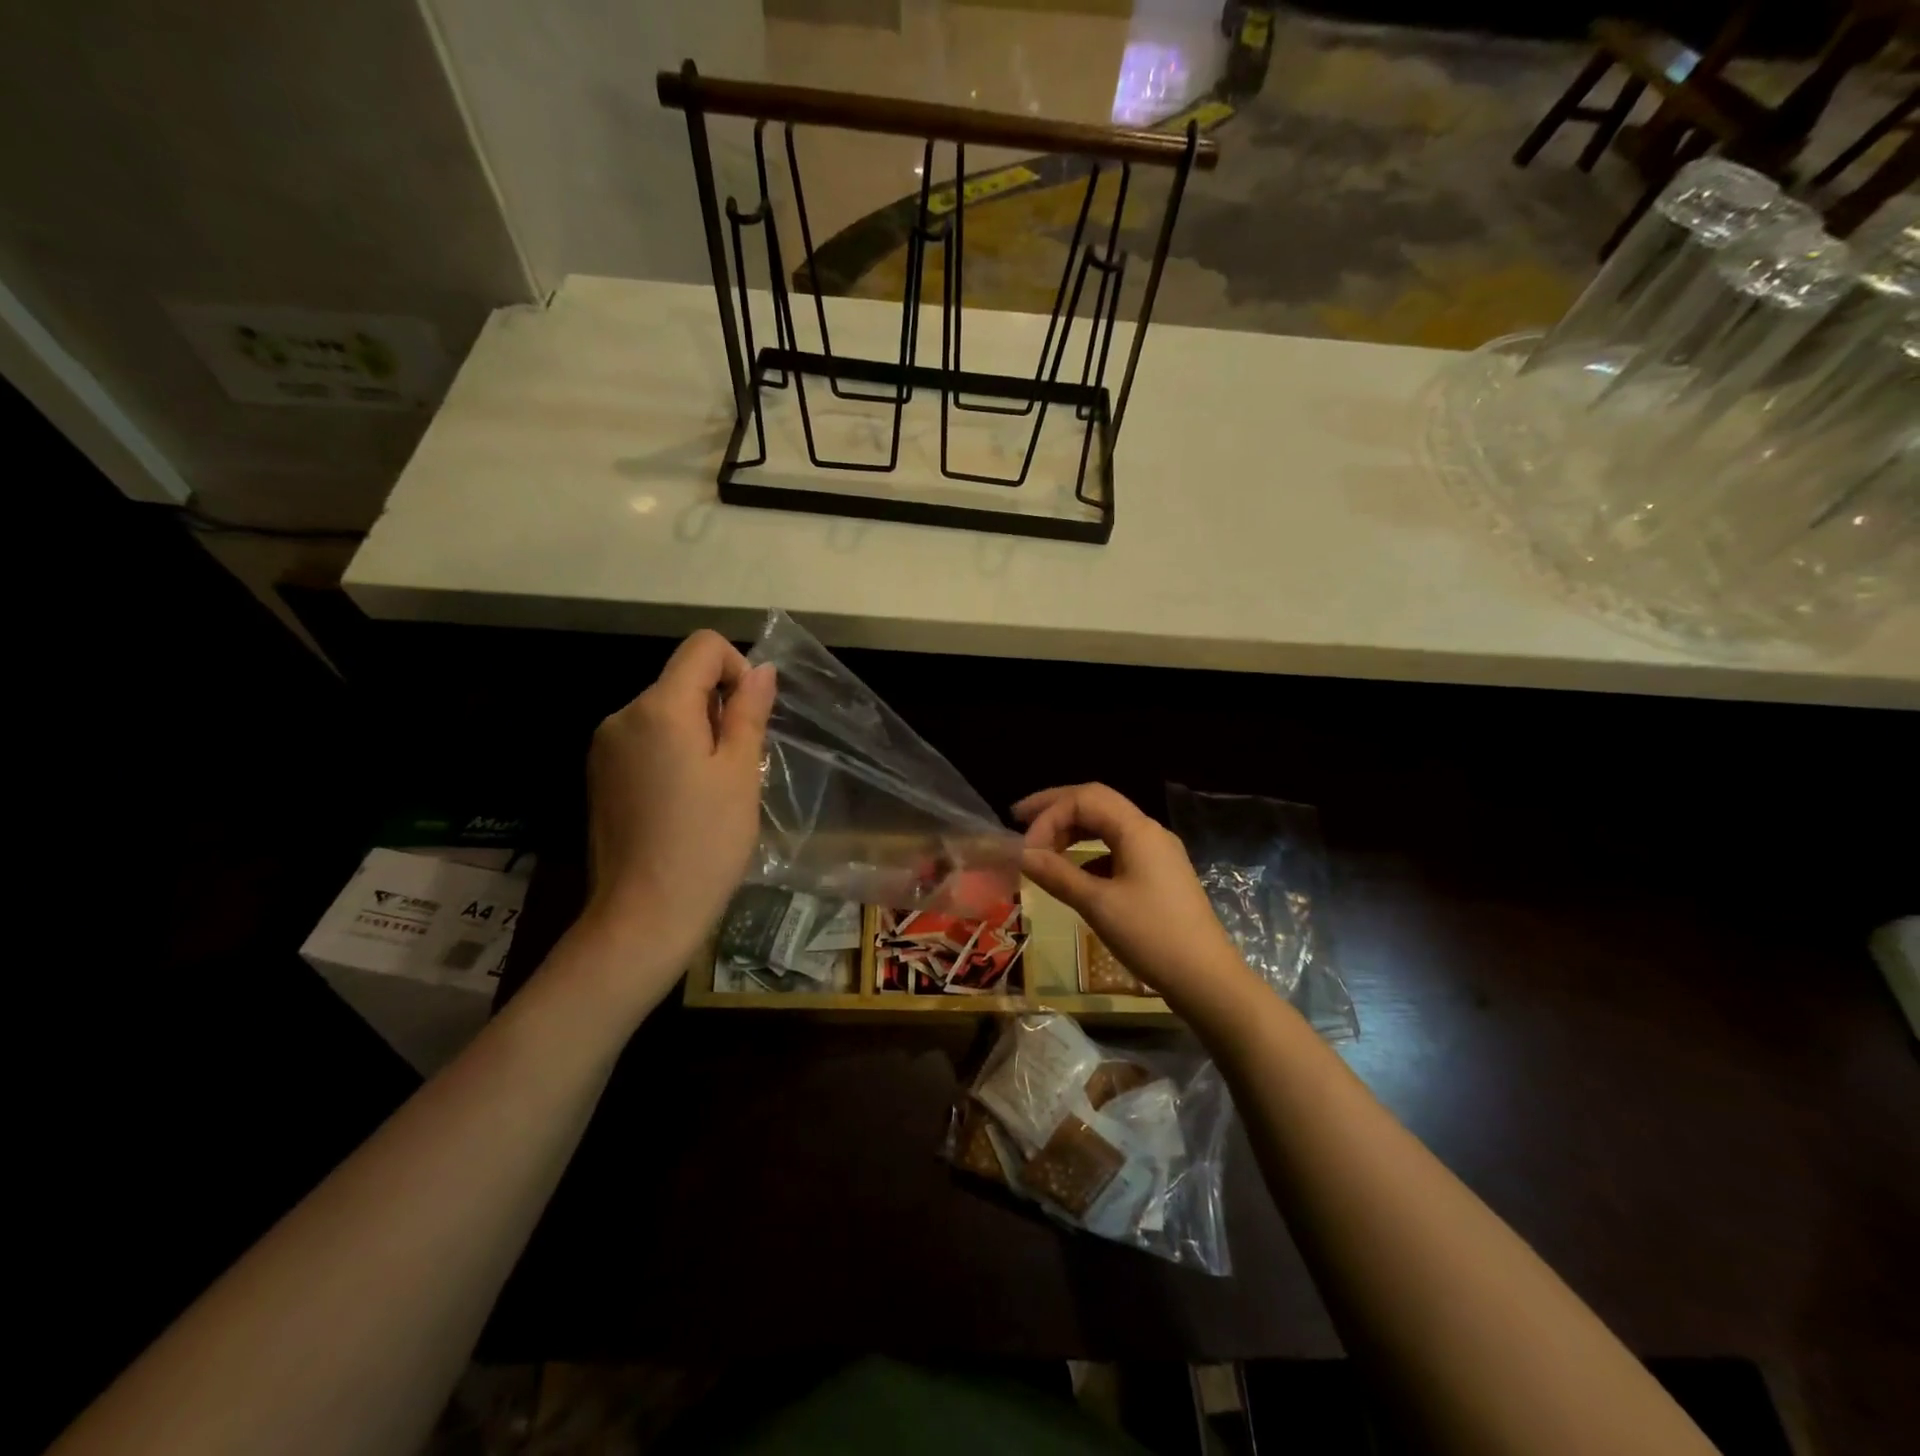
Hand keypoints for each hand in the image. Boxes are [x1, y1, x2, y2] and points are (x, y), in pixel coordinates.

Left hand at [582, 631, 775, 983]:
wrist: (643, 915)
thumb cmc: (705, 842)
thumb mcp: (740, 772)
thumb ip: (748, 712)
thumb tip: (762, 669)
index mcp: (658, 708)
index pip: (702, 647)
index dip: (737, 667)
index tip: (749, 718)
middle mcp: (622, 715)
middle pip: (681, 680)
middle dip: (717, 708)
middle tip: (736, 767)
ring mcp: (604, 747)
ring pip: (664, 713)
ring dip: (696, 734)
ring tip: (712, 790)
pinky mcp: (599, 776)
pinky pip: (645, 742)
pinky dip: (672, 754)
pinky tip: (683, 802)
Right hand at [1015, 783, 1251, 1012]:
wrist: (1207, 979)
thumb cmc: (1152, 937)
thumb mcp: (1098, 905)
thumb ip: (1057, 874)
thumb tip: (1021, 855)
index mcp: (1138, 830)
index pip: (1084, 799)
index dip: (1048, 815)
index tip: (1025, 848)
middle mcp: (1149, 831)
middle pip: (1096, 802)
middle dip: (1056, 808)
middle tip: (1019, 818)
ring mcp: (1157, 853)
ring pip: (1107, 825)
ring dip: (1072, 829)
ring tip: (1041, 846)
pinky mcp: (1159, 874)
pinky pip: (1117, 848)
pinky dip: (1089, 852)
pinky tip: (1074, 872)